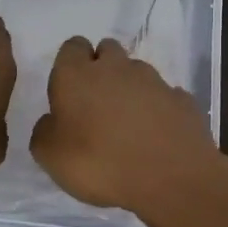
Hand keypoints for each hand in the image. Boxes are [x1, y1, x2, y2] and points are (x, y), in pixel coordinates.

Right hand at [30, 36, 223, 215]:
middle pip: (107, 50)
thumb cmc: (99, 163)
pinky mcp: (182, 100)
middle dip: (101, 68)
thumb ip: (44, 131)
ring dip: (130, 89)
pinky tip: (156, 135)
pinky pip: (165, 96)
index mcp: (77, 75)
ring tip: (128, 124)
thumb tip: (52, 121)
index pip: (72, 47)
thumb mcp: (50, 157)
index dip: (70, 64)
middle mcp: (116, 68)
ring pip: (137, 72)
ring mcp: (154, 81)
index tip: (69, 91)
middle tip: (96, 104)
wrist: (170, 179)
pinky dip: (158, 109)